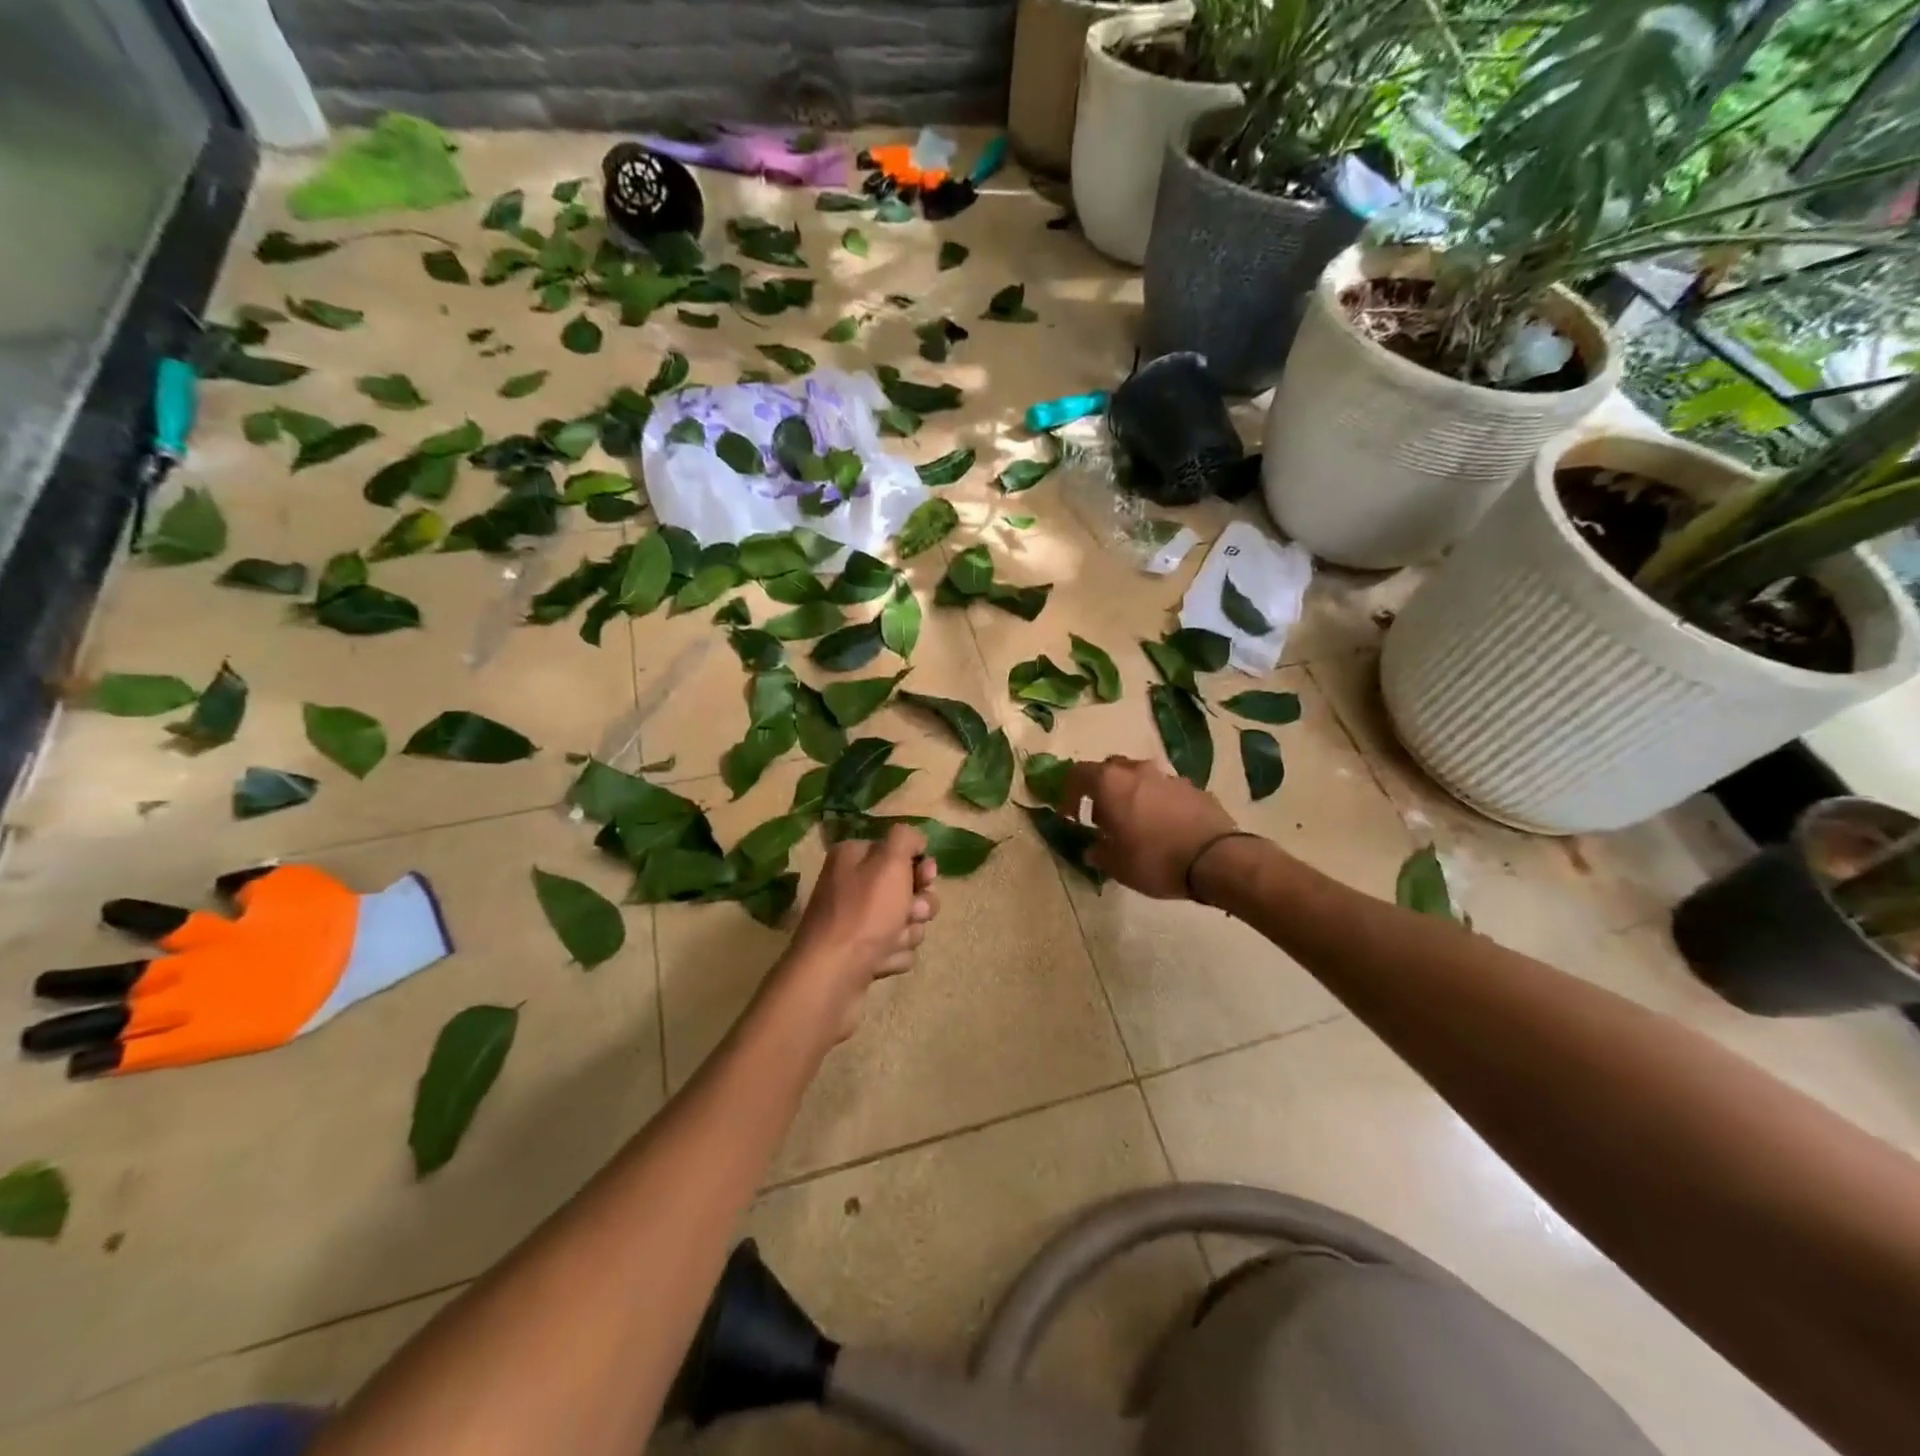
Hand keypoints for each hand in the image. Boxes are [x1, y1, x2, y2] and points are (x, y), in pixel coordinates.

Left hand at [778, 824, 940, 1042]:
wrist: (832, 975)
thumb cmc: (864, 913)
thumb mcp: (889, 862)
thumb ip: (905, 838)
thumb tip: (915, 840)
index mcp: (854, 857)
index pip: (899, 850)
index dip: (919, 865)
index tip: (926, 877)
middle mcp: (852, 885)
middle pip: (907, 888)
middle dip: (918, 904)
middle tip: (910, 913)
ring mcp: (856, 921)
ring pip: (906, 921)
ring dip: (908, 932)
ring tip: (891, 943)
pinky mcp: (860, 953)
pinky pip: (894, 948)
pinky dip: (894, 955)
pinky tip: (880, 961)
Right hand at [1063, 756, 1239, 899]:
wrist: (1215, 859)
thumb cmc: (1154, 859)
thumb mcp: (1116, 865)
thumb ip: (1099, 852)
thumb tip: (1093, 848)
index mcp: (1111, 783)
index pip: (1078, 774)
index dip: (1069, 793)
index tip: (1070, 815)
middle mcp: (1138, 771)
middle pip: (1111, 770)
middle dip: (1102, 790)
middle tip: (1103, 817)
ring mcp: (1169, 777)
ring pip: (1141, 778)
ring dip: (1132, 794)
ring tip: (1135, 823)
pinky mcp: (1194, 788)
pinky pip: (1166, 790)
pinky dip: (1158, 803)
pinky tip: (1164, 827)